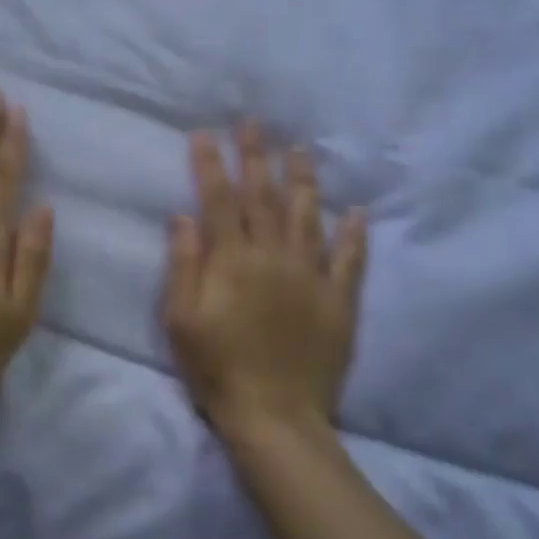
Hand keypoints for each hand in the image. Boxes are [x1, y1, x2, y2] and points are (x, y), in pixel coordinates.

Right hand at [163, 123, 367, 442]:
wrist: (275, 415)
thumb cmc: (216, 368)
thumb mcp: (181, 319)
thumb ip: (183, 264)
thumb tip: (183, 216)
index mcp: (232, 261)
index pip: (219, 200)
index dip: (210, 165)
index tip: (205, 133)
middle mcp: (273, 258)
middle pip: (263, 198)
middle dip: (255, 157)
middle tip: (253, 123)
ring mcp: (311, 277)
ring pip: (307, 217)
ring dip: (302, 181)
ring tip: (300, 150)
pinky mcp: (339, 302)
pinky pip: (349, 261)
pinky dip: (353, 235)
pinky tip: (357, 212)